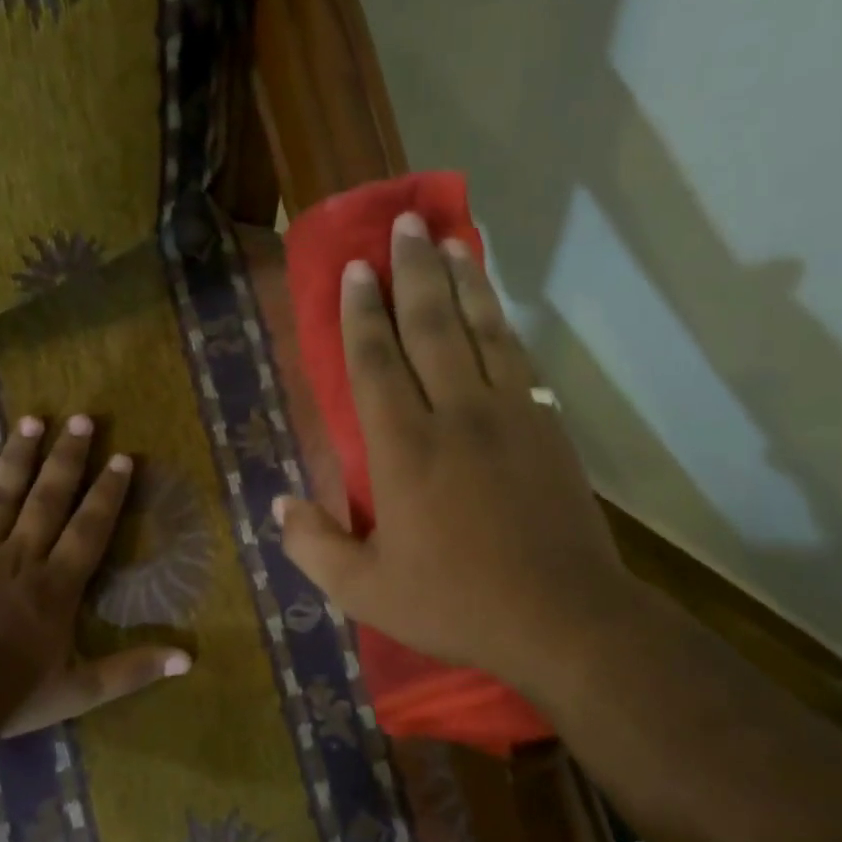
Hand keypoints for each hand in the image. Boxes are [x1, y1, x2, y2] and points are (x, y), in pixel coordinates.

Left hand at [0, 414, 190, 734]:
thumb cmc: (12, 694)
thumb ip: (133, 670)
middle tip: (81, 419)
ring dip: (19, 456)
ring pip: (1, 493)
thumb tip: (188, 660)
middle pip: (48, 497)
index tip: (122, 458)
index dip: (108, 492)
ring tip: (33, 420)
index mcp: (58, 584)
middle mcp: (21, 556)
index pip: (90, 527)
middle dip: (68, 457)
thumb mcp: (81, 690)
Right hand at [275, 212, 630, 704]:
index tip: (357, 268)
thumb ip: (314, 548)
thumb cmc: (456, 604)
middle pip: (432, 327)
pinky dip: (501, 324)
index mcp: (405, 451)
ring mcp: (509, 416)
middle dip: (415, 272)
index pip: (376, 363)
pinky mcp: (546, 428)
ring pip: (482, 331)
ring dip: (464, 282)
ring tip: (451, 241)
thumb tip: (279, 506)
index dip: (362, 313)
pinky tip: (494, 308)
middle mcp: (456, 416)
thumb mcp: (366, 592)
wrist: (562, 618)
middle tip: (406, 223)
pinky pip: (518, 359)